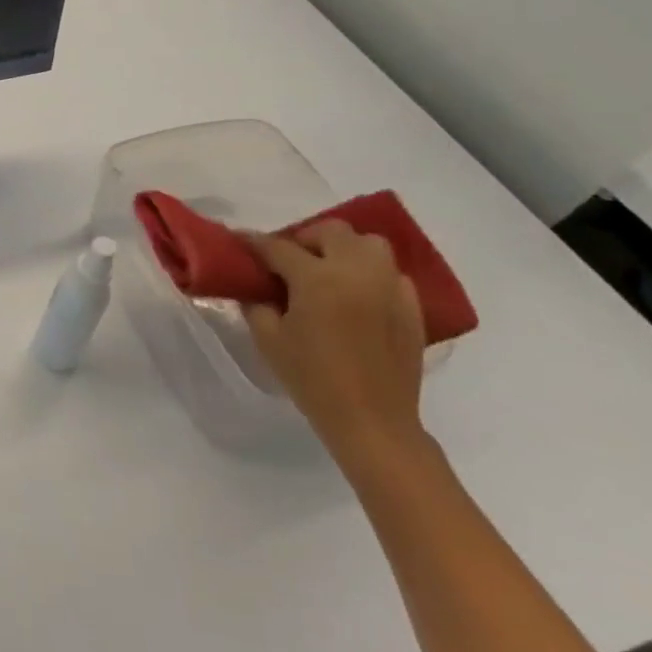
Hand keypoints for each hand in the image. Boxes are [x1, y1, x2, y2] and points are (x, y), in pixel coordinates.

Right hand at [245, 222, 429, 473]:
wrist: (372, 420)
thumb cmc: (312, 378)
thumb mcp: (268, 339)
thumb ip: (256, 304)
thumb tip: (254, 287)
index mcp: (317, 278)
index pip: (278, 247)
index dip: (254, 243)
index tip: (240, 242)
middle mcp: (357, 272)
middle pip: (331, 231)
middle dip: (305, 238)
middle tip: (289, 261)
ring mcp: (390, 287)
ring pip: (369, 244)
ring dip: (344, 249)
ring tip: (328, 271)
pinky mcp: (412, 307)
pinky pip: (391, 273)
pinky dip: (371, 274)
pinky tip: (357, 296)